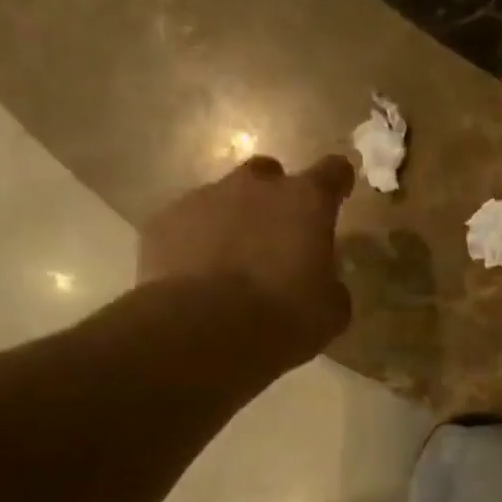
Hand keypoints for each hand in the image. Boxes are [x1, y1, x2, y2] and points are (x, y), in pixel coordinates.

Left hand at [137, 154, 354, 369]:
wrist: (200, 330)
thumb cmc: (282, 317)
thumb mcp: (330, 312)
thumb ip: (331, 286)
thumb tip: (324, 284)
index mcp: (306, 201)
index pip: (333, 171)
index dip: (337, 181)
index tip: (338, 194)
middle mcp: (256, 186)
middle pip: (269, 174)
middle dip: (274, 197)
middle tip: (276, 236)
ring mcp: (204, 198)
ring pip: (223, 197)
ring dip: (231, 220)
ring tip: (229, 262)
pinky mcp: (163, 221)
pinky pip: (185, 223)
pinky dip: (193, 241)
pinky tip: (194, 275)